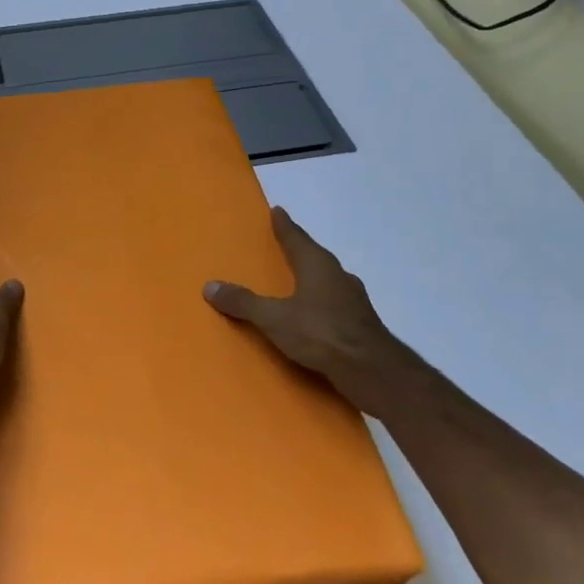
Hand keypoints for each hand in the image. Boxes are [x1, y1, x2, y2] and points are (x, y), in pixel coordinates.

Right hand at [204, 207, 425, 416]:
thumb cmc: (322, 334)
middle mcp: (338, 276)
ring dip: (313, 278)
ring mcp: (353, 301)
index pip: (296, 238)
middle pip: (314, 256)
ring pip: (328, 281)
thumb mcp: (274, 318)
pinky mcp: (361, 325)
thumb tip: (209, 285)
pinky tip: (314, 316)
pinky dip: (321, 304)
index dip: (285, 225)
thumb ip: (243, 302)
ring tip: (296, 282)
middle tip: (284, 246)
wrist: (374, 372)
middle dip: (299, 250)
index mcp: (317, 265)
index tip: (278, 211)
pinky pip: (334, 305)